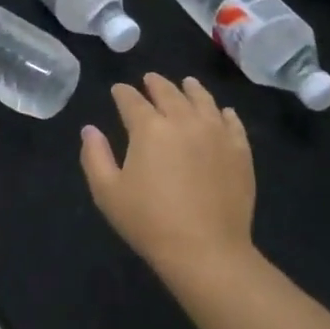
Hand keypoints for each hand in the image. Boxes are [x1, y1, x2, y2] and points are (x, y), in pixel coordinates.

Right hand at [80, 74, 255, 281]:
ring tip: (187, 83)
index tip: (118, 90)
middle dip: (155, 84)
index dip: (123, 93)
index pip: (132, 100)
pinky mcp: (240, 151)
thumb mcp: (107, 192)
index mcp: (149, 128)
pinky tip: (222, 112)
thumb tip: (89, 129)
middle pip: (169, 93)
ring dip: (191, 89)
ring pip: (203, 100)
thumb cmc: (149, 222)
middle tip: (149, 79)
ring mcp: (216, 133)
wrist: (206, 250)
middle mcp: (184, 121)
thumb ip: (95, 156)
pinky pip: (232, 123)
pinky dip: (224, 113)